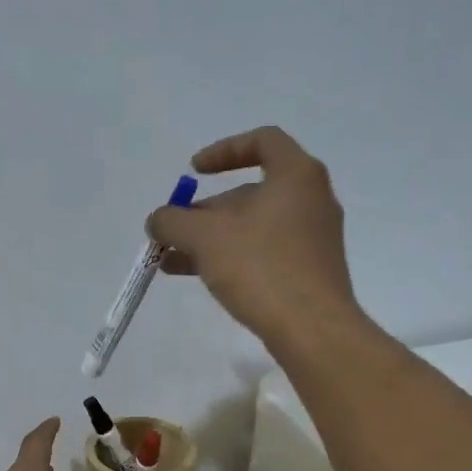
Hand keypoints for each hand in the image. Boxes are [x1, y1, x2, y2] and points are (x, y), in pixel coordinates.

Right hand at [145, 127, 359, 348]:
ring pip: (254, 227)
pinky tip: (202, 279)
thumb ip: (172, 221)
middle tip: (175, 232)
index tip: (193, 172)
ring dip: (212, 240)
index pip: (262, 141)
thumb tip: (157, 220)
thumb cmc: (261, 267)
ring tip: (173, 262)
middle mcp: (312, 200)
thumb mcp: (204, 238)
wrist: (312, 328)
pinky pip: (265, 253)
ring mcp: (314, 238)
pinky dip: (233, 258)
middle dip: (206, 212)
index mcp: (296, 175)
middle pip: (251, 192)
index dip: (223, 151)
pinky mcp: (311, 271)